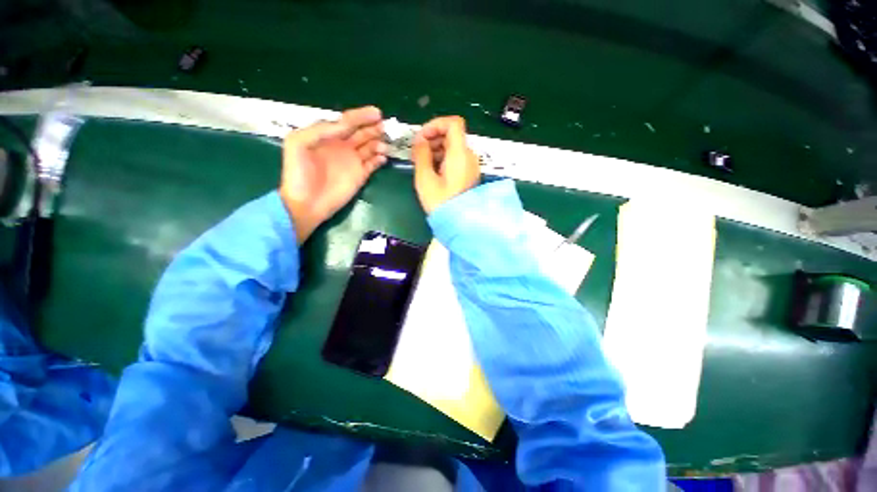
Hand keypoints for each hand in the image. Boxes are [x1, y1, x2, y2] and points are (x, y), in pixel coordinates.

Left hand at [280, 106, 387, 242]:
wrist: (306, 202)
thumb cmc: (299, 173)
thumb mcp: (299, 143)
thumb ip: (321, 130)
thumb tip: (345, 126)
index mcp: (328, 136)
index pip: (348, 122)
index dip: (362, 116)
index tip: (377, 113)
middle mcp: (343, 147)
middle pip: (362, 133)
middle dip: (374, 128)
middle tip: (385, 127)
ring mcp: (353, 162)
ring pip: (370, 148)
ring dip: (378, 143)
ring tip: (384, 145)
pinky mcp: (360, 176)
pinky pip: (373, 165)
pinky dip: (379, 160)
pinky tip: (383, 157)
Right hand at [413, 116, 480, 213]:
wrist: (459, 223)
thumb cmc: (441, 203)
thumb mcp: (425, 179)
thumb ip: (421, 155)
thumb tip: (420, 141)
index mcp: (460, 154)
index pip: (453, 123)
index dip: (436, 124)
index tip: (421, 137)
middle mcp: (469, 156)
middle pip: (452, 135)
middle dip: (432, 139)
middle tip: (417, 153)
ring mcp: (470, 165)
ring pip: (453, 147)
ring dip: (436, 149)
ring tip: (422, 164)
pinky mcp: (468, 174)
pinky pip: (455, 159)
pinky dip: (443, 159)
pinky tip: (432, 171)